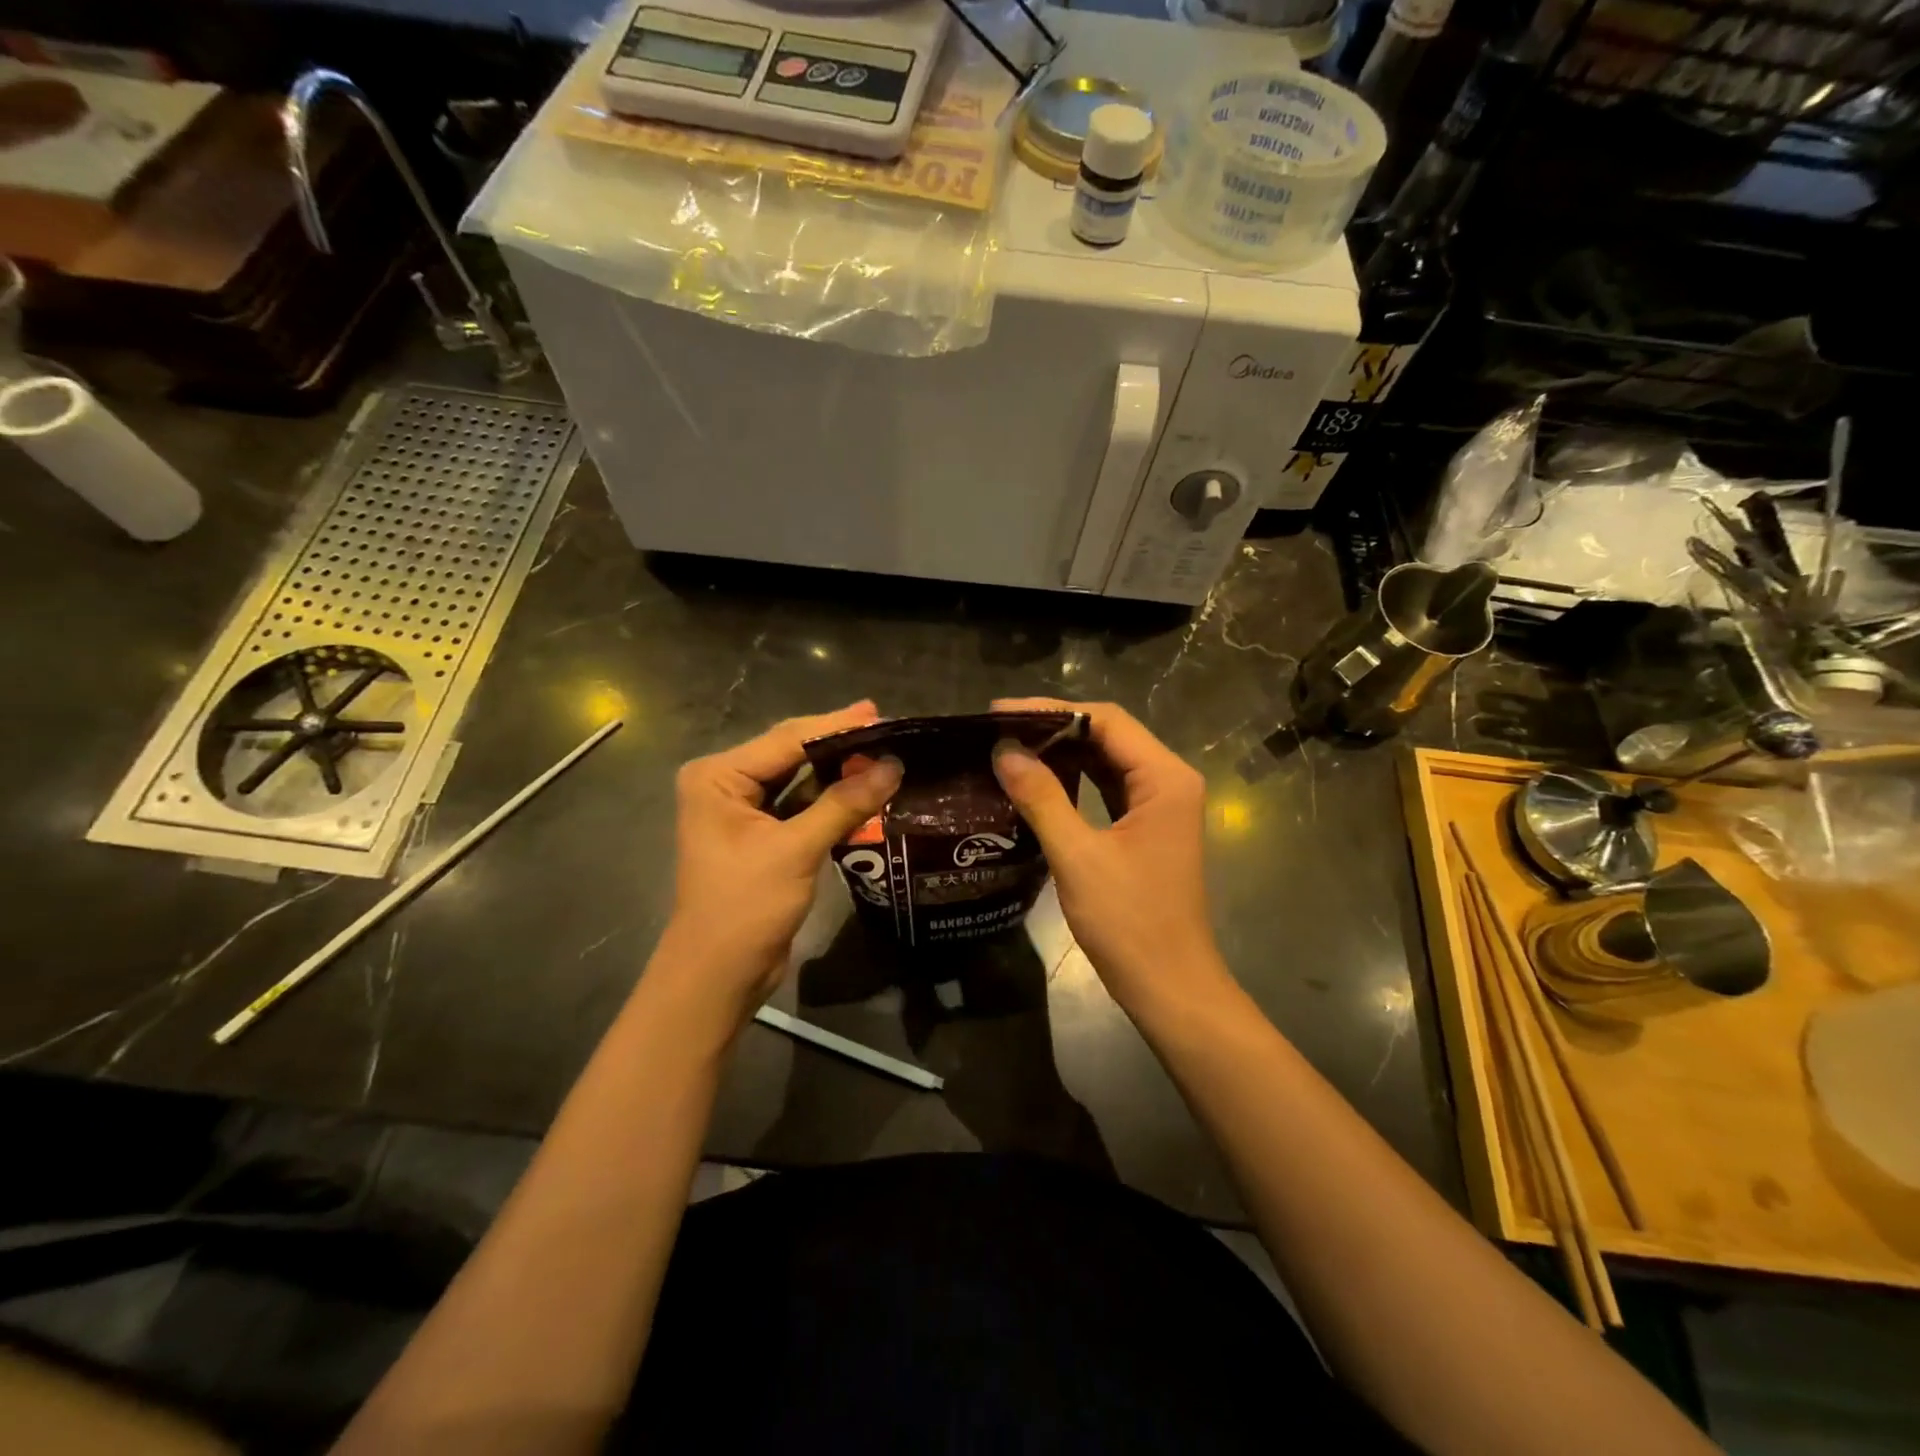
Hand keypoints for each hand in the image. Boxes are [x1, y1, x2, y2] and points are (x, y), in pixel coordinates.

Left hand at [652, 702, 901, 1024]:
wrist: (719, 974)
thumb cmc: (745, 906)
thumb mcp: (796, 850)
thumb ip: (844, 803)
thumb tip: (893, 765)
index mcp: (718, 776)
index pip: (786, 739)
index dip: (836, 726)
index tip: (880, 714)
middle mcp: (726, 784)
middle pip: (792, 753)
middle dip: (839, 744)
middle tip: (889, 729)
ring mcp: (743, 811)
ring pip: (800, 779)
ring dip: (839, 772)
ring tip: (885, 753)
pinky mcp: (762, 836)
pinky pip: (802, 806)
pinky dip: (832, 800)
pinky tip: (866, 789)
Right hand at [991, 698, 1229, 1012]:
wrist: (1169, 987)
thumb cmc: (1129, 922)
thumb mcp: (1078, 857)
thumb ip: (1042, 798)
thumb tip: (1004, 751)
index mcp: (1164, 778)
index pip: (1106, 720)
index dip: (1051, 710)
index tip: (1000, 713)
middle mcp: (1169, 781)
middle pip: (1108, 735)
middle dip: (1054, 729)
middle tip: (998, 730)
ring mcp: (1161, 805)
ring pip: (1107, 761)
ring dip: (1062, 753)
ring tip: (1010, 749)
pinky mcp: (1148, 828)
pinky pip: (1108, 788)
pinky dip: (1074, 780)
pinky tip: (1038, 781)